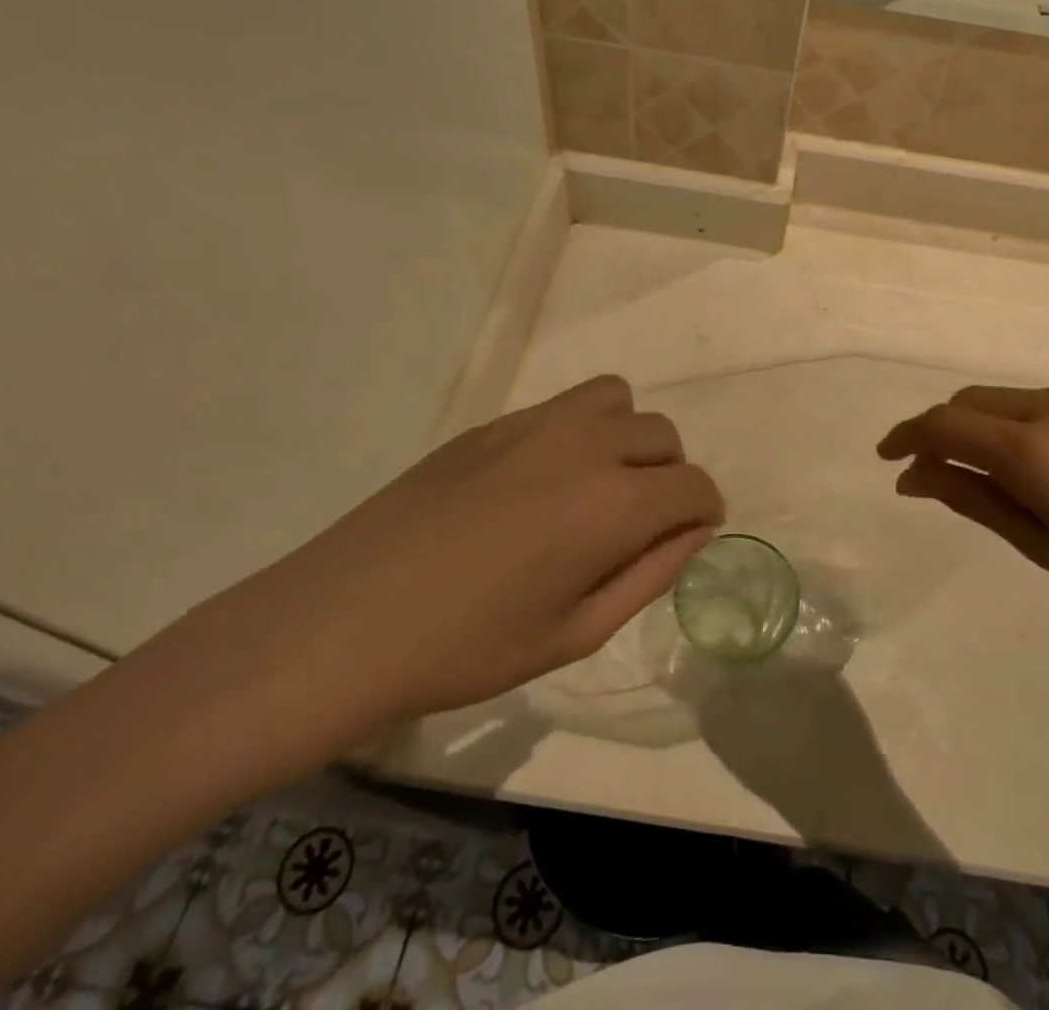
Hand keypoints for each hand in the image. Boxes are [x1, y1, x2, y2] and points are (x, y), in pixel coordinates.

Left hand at [209, 376, 722, 746]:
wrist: (345, 622)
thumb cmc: (467, 648)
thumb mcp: (575, 633)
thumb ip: (649, 575)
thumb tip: (694, 533)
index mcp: (614, 503)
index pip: (695, 486)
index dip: (704, 513)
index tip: (687, 538)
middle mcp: (586, 444)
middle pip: (663, 435)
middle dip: (670, 475)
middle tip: (637, 524)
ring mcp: (535, 424)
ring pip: (617, 400)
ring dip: (627, 436)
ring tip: (596, 485)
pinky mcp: (492, 422)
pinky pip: (563, 407)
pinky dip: (579, 431)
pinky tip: (537, 484)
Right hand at [877, 385, 1048, 649]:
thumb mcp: (1047, 546)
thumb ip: (974, 500)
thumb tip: (915, 476)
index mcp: (1031, 448)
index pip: (945, 424)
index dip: (907, 437)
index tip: (887, 458)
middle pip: (973, 401)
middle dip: (943, 429)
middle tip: (934, 471)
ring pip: (1013, 401)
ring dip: (987, 427)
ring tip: (995, 476)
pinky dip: (1026, 426)